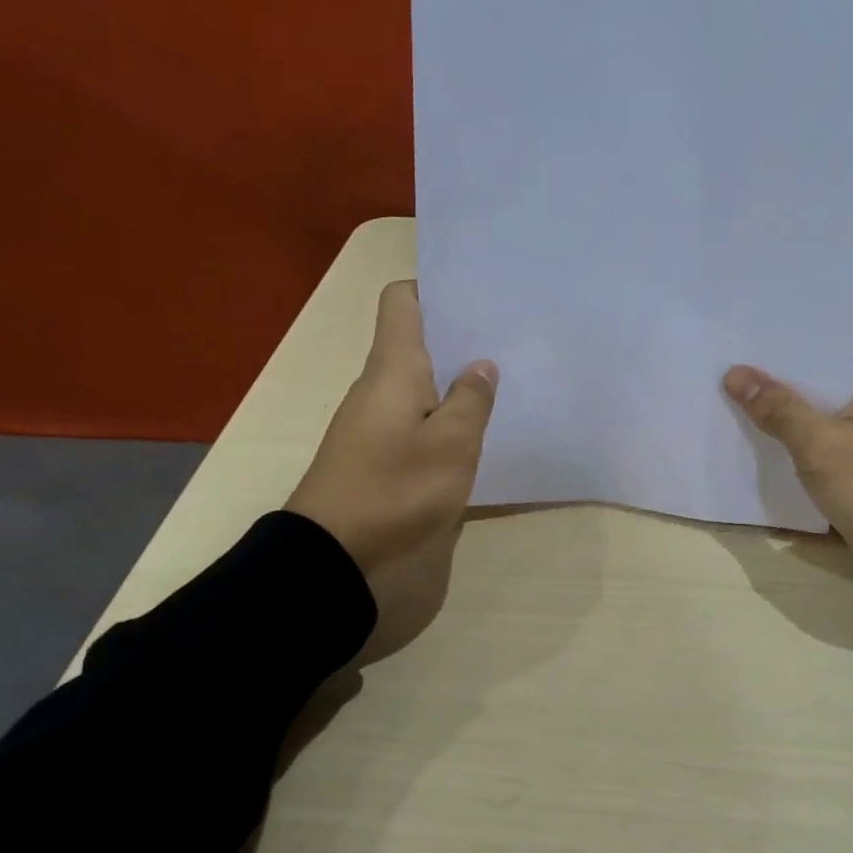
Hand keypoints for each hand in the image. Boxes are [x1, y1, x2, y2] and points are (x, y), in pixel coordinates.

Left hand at [287, 282, 497, 662]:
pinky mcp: (388, 464)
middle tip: (517, 336)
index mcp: (392, 369)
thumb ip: (470, 401)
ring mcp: (383, 429)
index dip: (436, 288)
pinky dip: (453, 422)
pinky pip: (424, 426)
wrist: (335, 564)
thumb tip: (481, 364)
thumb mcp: (450, 445)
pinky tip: (489, 432)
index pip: (403, 302)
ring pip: (426, 388)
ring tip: (515, 380)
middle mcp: (383, 390)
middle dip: (464, 338)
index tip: (480, 294)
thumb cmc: (395, 491)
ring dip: (462, 383)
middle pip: (420, 344)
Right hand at [723, 339, 852, 608]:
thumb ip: (778, 409)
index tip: (728, 339)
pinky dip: (791, 441)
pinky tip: (747, 437)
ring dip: (777, 412)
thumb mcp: (825, 447)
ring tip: (718, 396)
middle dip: (769, 378)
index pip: (821, 341)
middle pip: (815, 375)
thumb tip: (733, 373)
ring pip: (815, 410)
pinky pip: (820, 440)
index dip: (775, 342)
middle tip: (712, 368)